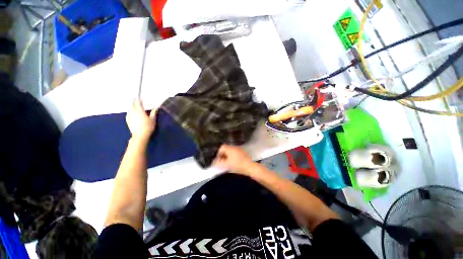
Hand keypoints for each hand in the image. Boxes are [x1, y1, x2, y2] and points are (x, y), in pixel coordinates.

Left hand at [126, 98, 156, 140]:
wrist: (140, 135)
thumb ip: (154, 112)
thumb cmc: (148, 127)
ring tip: (136, 107)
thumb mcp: (153, 119)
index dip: (138, 98)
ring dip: (133, 107)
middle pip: (133, 104)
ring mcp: (129, 116)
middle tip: (136, 99)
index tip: (139, 95)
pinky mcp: (127, 120)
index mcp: (139, 111)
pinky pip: (129, 113)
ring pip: (131, 109)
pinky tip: (133, 113)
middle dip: (135, 102)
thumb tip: (157, 107)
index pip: (138, 102)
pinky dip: (131, 112)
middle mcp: (133, 112)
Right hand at [213, 145, 254, 174]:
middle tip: (222, 162)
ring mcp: (241, 150)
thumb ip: (218, 163)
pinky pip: (237, 154)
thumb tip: (214, 163)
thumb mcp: (225, 165)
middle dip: (223, 155)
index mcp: (230, 148)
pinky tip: (235, 164)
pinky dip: (234, 158)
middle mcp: (235, 147)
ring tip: (228, 164)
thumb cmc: (237, 165)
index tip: (218, 160)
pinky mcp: (245, 154)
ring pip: (232, 152)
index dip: (218, 153)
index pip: (222, 147)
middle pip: (226, 149)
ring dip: (229, 157)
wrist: (250, 168)